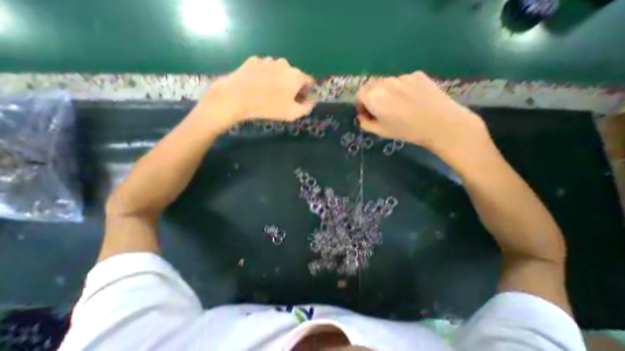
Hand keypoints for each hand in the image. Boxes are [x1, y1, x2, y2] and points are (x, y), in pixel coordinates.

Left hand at [192, 57, 316, 129]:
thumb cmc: (269, 106)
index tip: (300, 100)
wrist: (238, 97)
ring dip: (279, 81)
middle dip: (292, 86)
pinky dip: (265, 76)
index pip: (309, 81)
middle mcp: (284, 64)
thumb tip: (311, 102)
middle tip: (284, 99)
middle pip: (294, 76)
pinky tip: (258, 86)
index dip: (306, 92)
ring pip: (279, 71)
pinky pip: (265, 69)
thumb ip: (307, 108)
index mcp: (296, 75)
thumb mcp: (292, 113)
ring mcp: (268, 60)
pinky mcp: (254, 60)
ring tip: (269, 93)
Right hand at [357, 71, 486, 155]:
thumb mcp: (381, 131)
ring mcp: (402, 77)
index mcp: (374, 97)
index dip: (360, 104)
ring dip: (385, 92)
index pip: (359, 94)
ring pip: (386, 83)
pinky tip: (410, 100)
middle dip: (370, 96)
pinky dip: (399, 89)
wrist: (440, 123)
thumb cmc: (406, 130)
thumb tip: (362, 117)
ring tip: (396, 105)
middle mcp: (385, 83)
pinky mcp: (417, 75)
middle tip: (378, 109)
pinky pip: (401, 81)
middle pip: (371, 86)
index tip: (366, 113)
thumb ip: (366, 123)